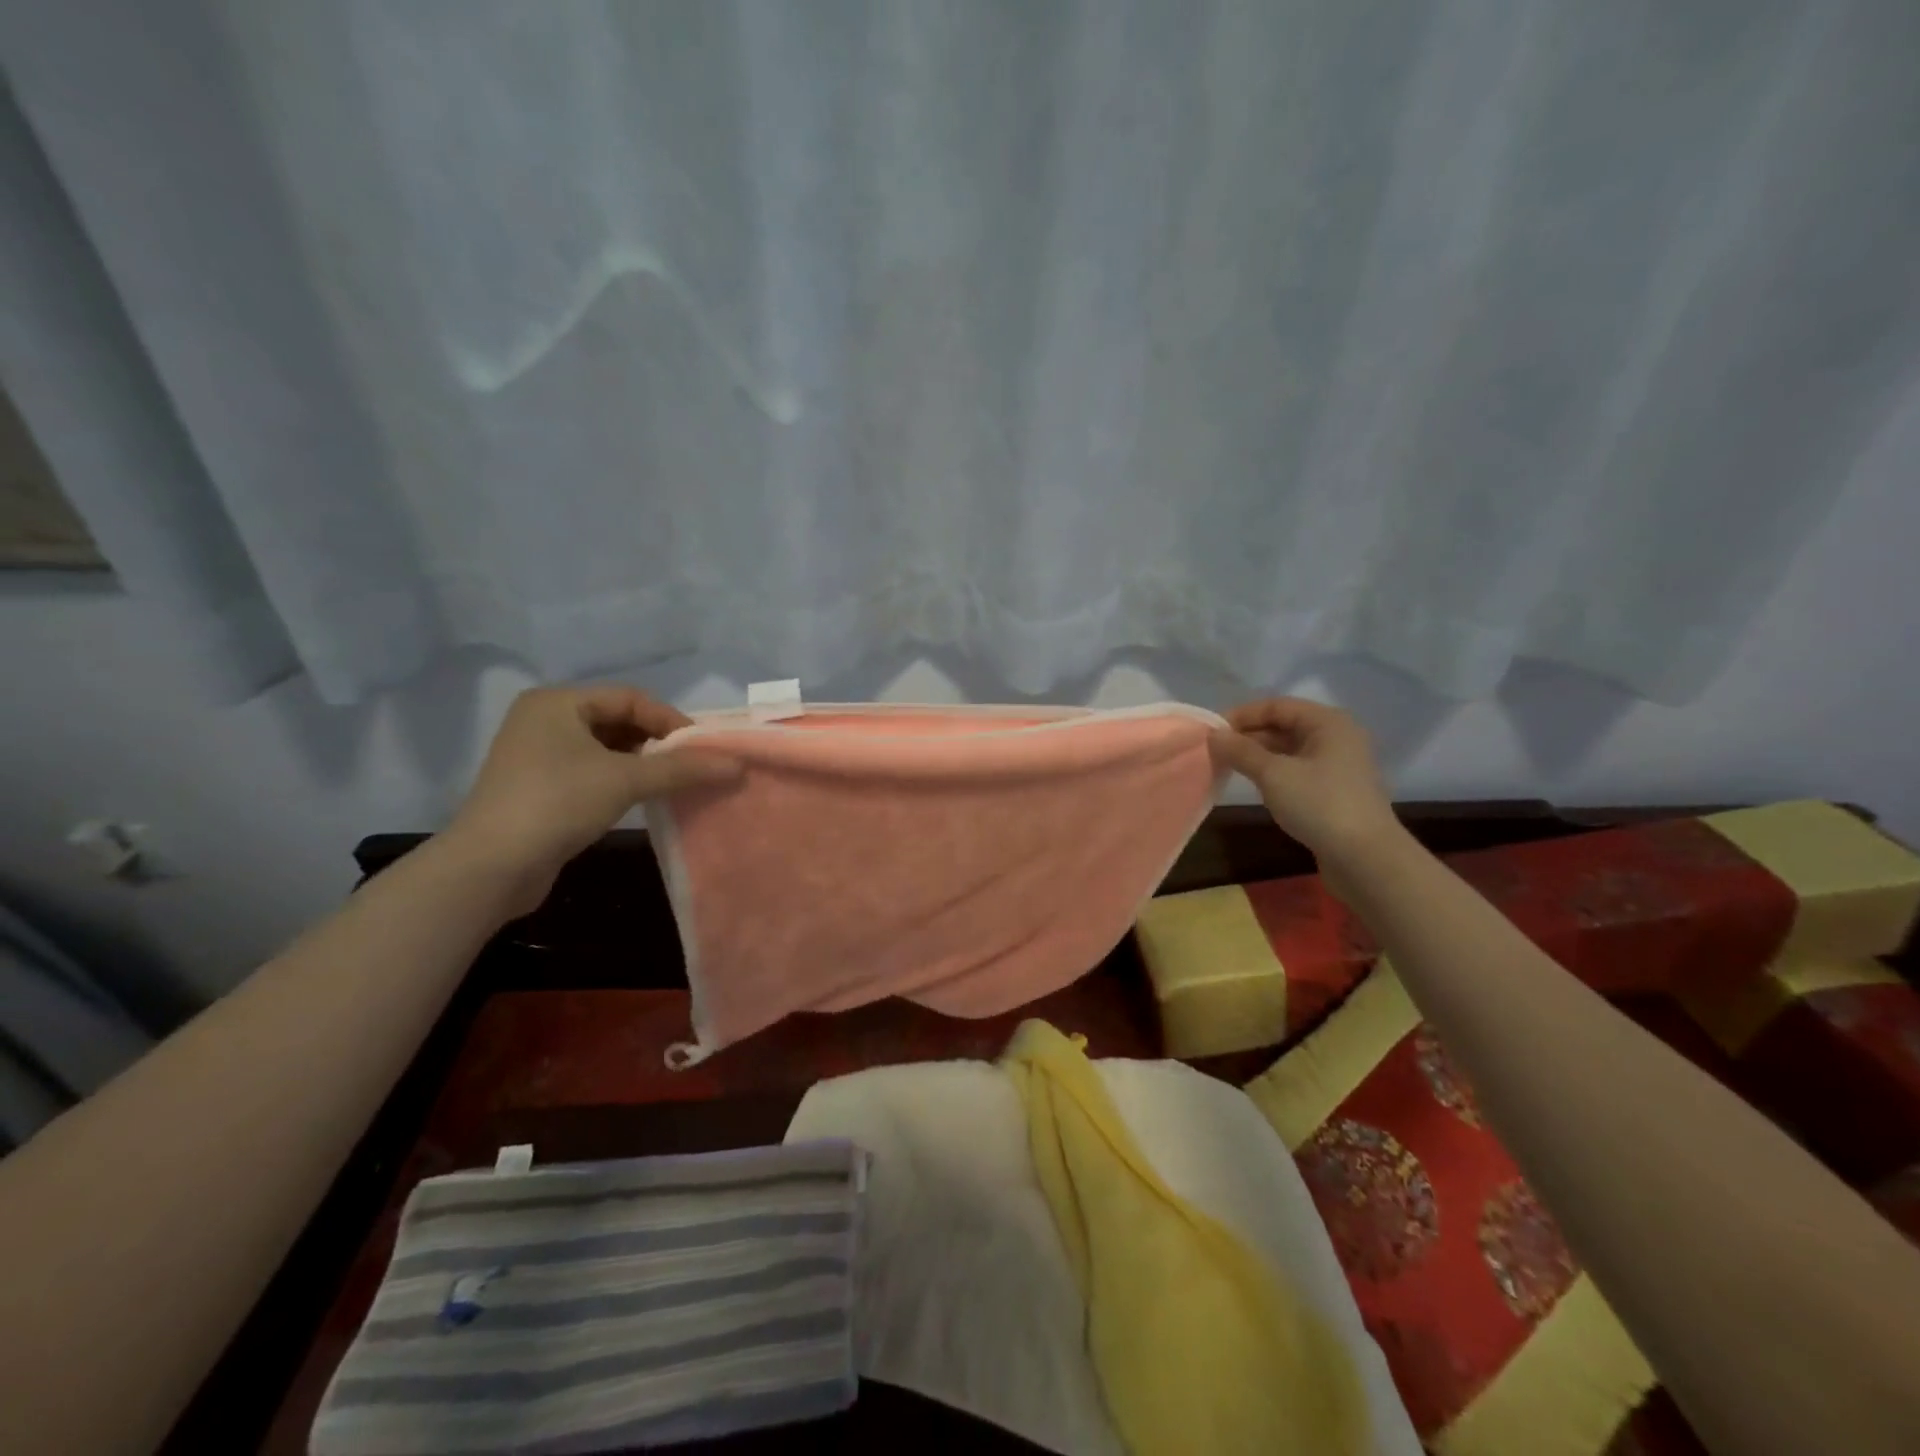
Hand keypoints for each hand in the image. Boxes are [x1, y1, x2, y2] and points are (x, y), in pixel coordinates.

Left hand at [444, 686, 740, 909]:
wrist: (490, 867)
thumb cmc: (557, 803)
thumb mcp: (625, 780)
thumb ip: (682, 768)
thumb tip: (736, 765)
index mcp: (558, 702)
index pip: (630, 698)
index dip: (670, 720)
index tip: (702, 749)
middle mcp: (545, 719)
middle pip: (619, 721)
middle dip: (658, 743)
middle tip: (692, 766)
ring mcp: (538, 754)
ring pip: (607, 748)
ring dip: (642, 764)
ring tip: (673, 783)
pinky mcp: (539, 787)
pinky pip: (592, 771)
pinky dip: (621, 780)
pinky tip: (642, 799)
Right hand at [1210, 699, 1400, 864]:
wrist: (1365, 858)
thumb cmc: (1320, 805)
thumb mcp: (1274, 774)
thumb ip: (1241, 751)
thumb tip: (1214, 735)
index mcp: (1327, 722)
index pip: (1276, 706)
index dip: (1242, 715)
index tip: (1213, 732)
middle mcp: (1336, 737)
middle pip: (1284, 725)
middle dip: (1248, 736)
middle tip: (1215, 752)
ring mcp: (1338, 765)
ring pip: (1289, 750)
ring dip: (1258, 756)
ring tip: (1228, 767)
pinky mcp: (1334, 790)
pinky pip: (1297, 770)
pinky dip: (1273, 773)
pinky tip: (1254, 785)